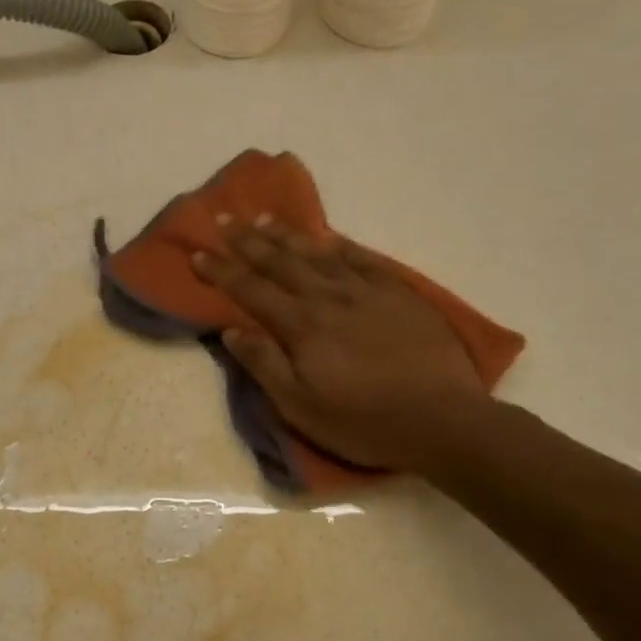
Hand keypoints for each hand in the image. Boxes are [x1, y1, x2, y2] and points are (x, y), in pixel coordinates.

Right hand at [194, 217, 488, 472]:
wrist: (443, 419)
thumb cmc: (363, 421)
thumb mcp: (301, 407)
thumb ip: (265, 365)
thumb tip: (232, 331)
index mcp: (302, 326)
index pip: (252, 290)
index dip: (222, 271)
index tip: (198, 253)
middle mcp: (330, 297)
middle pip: (281, 262)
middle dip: (248, 241)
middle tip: (223, 220)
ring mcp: (368, 291)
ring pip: (319, 253)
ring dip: (288, 235)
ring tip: (264, 218)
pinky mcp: (399, 294)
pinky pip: (363, 259)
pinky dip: (340, 245)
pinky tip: (328, 237)